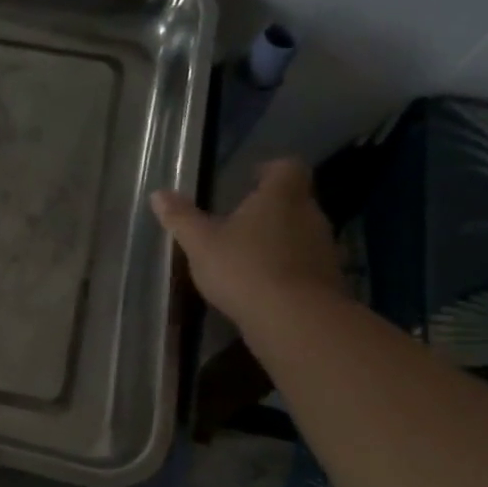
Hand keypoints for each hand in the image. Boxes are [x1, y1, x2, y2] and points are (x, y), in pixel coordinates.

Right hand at [150, 158, 343, 332]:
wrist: (294, 318)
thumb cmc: (243, 268)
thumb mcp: (200, 243)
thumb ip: (181, 218)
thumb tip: (158, 193)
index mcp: (280, 197)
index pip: (286, 168)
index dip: (270, 170)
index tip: (251, 178)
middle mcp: (310, 215)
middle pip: (295, 201)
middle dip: (270, 209)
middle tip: (240, 222)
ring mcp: (324, 248)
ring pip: (301, 233)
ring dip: (279, 240)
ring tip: (249, 256)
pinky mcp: (329, 279)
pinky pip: (305, 264)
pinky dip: (288, 268)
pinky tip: (264, 286)